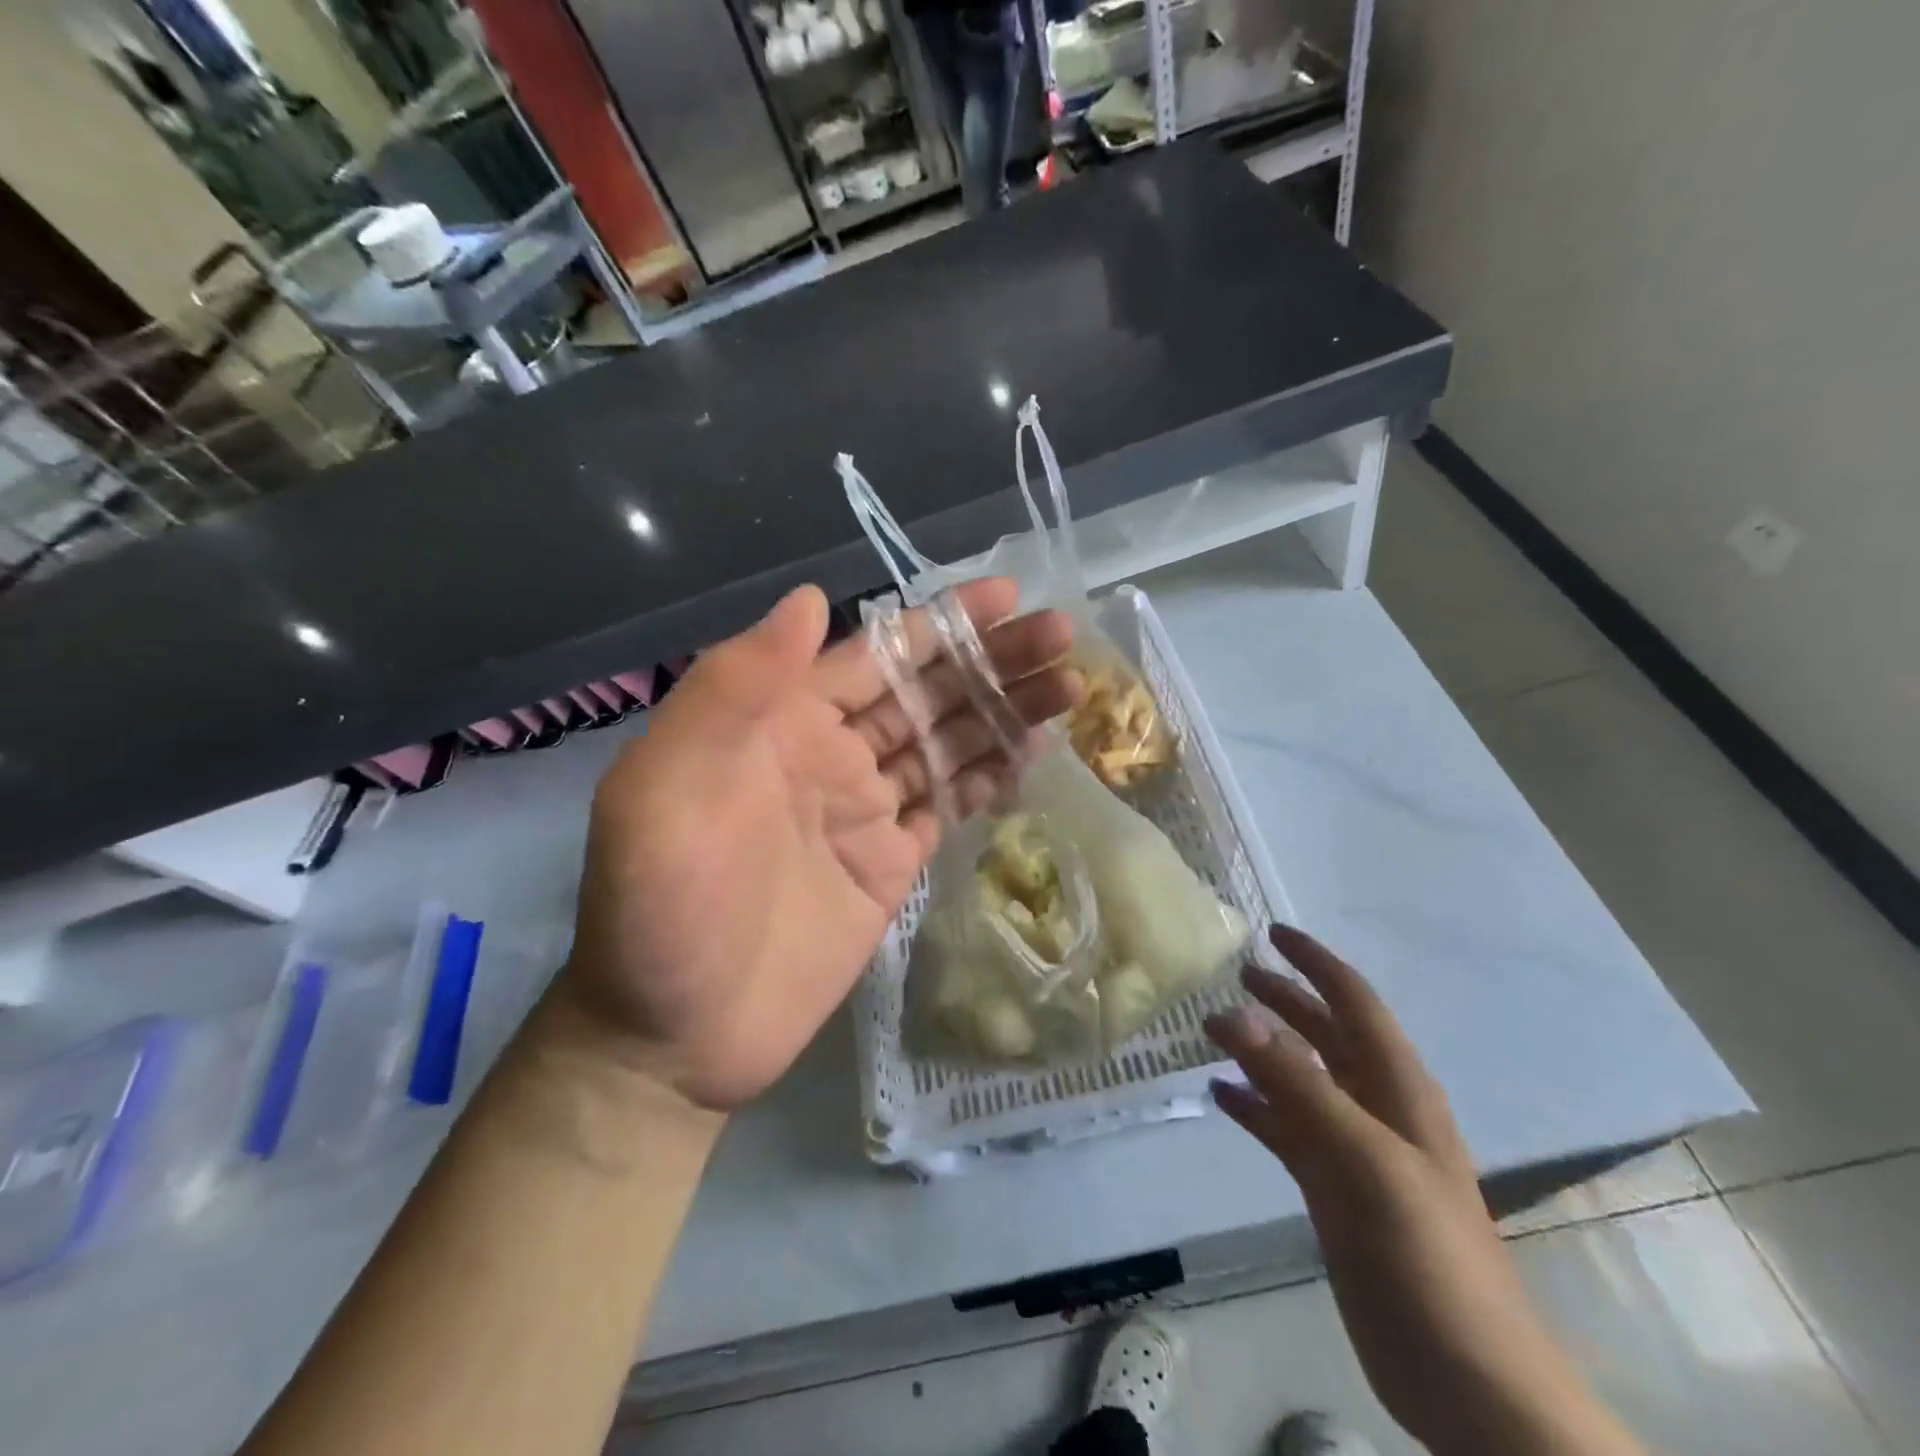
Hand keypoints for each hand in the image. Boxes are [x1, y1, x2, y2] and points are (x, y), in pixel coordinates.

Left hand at [557, 579, 1074, 1110]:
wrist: (675, 1036)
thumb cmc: (662, 907)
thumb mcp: (668, 786)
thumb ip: (733, 688)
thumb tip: (811, 597)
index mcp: (781, 720)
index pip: (876, 654)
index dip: (940, 623)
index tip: (1005, 595)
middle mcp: (830, 753)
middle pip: (926, 693)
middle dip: (992, 661)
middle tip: (1062, 634)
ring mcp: (865, 811)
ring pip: (948, 744)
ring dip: (1004, 712)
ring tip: (1070, 685)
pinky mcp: (890, 864)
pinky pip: (948, 805)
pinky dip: (989, 776)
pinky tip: (1033, 750)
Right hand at [1206, 928, 1645, 1455]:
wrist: (1467, 1379)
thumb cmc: (1427, 1254)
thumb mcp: (1362, 1158)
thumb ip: (1297, 1083)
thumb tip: (1234, 1012)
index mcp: (1398, 1089)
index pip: (1354, 1003)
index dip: (1316, 963)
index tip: (1272, 932)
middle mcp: (1376, 1108)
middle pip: (1325, 1035)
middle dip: (1284, 1000)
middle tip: (1234, 973)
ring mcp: (1354, 1150)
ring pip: (1301, 1080)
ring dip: (1262, 1051)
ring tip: (1213, 1029)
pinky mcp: (1333, 1189)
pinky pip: (1286, 1129)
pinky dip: (1255, 1107)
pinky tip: (1221, 1096)